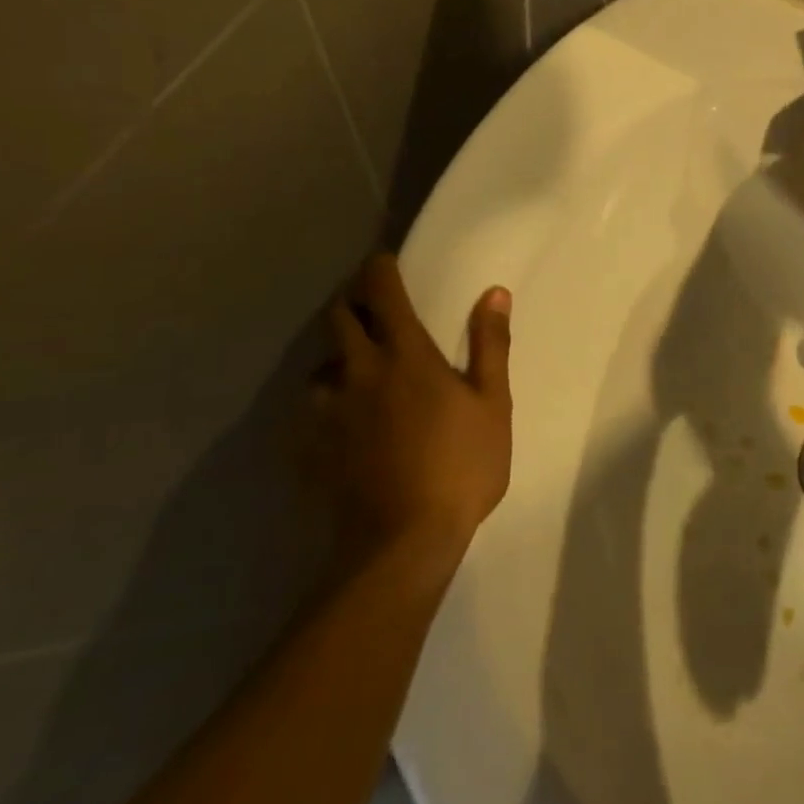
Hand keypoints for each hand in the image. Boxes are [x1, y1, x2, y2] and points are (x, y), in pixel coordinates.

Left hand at [311, 255, 512, 573]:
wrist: (402, 542)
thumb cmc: (460, 466)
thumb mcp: (492, 403)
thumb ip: (490, 344)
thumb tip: (494, 293)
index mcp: (405, 355)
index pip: (383, 292)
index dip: (380, 269)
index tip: (384, 262)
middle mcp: (358, 371)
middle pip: (339, 317)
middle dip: (353, 302)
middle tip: (373, 309)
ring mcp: (327, 410)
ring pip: (321, 365)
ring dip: (338, 357)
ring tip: (359, 372)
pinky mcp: (309, 446)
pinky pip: (311, 409)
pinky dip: (327, 401)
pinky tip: (344, 422)